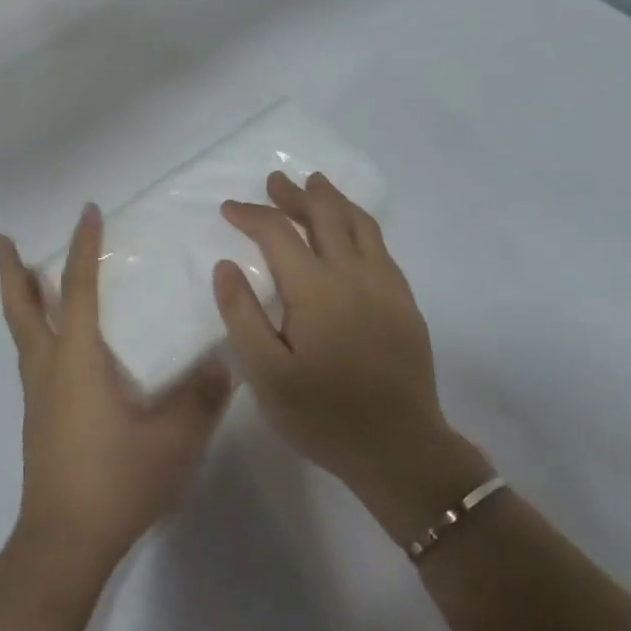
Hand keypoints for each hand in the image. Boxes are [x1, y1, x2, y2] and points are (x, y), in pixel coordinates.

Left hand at [0, 204, 231, 594]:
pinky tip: (59, 346)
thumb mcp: (172, 440)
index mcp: (76, 360)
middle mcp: (48, 368)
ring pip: (23, 333)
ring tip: (29, 279)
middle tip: (2, 239)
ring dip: (22, 300)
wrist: (63, 543)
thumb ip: (201, 397)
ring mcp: (37, 396)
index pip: (78, 289)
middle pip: (22, 308)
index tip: (88, 212)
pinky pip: (33, 358)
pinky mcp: (38, 419)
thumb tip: (224, 362)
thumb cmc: (115, 481)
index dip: (83, 247)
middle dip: (12, 271)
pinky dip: (37, 332)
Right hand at [213, 173, 489, 536]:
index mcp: (315, 289)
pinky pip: (380, 246)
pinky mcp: (404, 302)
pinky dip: (359, 224)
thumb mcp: (266, 374)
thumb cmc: (324, 416)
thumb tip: (226, 265)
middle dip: (295, 194)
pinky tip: (351, 232)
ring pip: (359, 224)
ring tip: (316, 185)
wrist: (401, 450)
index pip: (278, 233)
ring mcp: (385, 286)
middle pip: (324, 215)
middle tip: (275, 181)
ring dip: (332, 200)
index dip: (251, 215)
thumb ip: (242, 315)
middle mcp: (353, 274)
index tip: (229, 208)